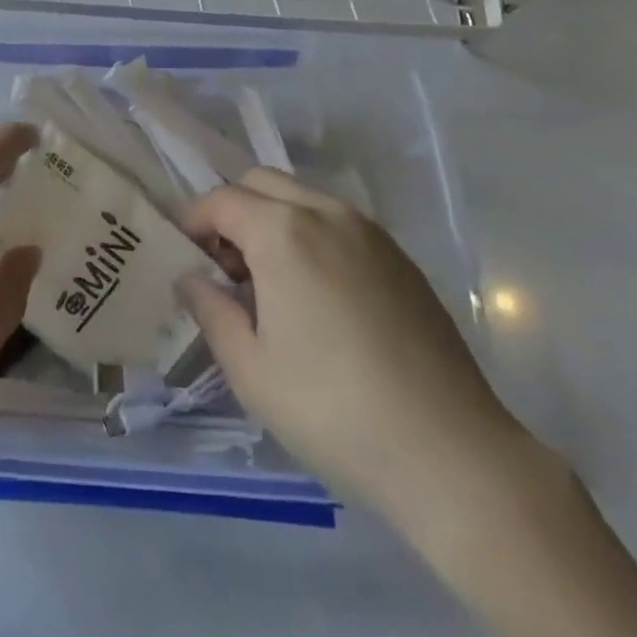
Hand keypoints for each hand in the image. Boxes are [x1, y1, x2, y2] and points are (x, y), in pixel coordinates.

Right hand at [179, 168, 532, 524]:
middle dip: (232, 212)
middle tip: (226, 268)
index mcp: (282, 231)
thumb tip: (191, 278)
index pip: (221, 200)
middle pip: (261, 183)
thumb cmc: (333, 411)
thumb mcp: (251, 370)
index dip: (193, 222)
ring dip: (272, 220)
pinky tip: (318, 295)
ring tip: (270, 283)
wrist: (451, 454)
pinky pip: (338, 223)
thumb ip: (210, 310)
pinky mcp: (400, 257)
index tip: (185, 258)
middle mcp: (325, 212)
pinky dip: (311, 235)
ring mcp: (369, 231)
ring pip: (302, 197)